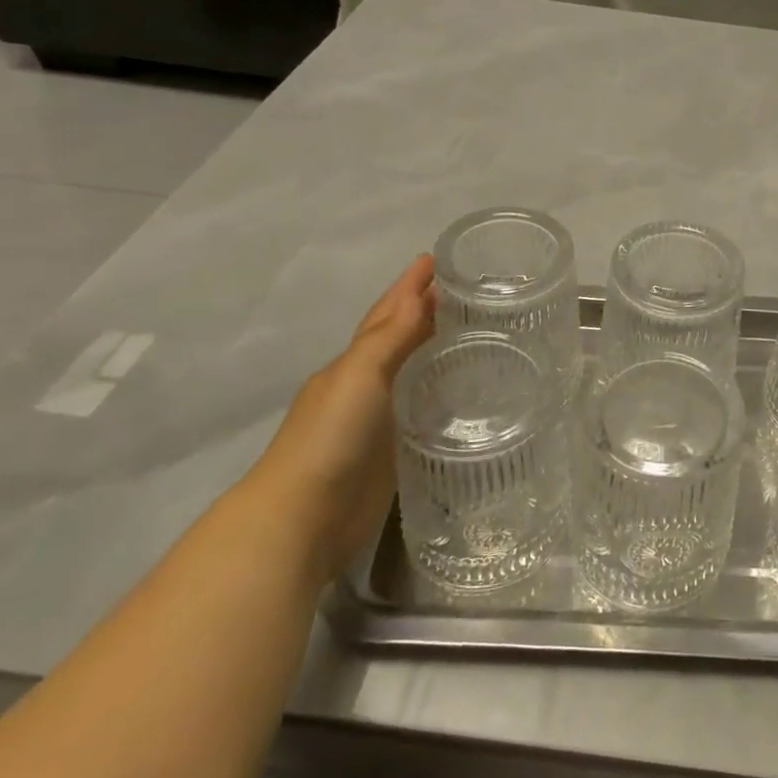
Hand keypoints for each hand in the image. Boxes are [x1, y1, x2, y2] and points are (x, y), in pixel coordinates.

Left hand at [244, 255, 435, 579]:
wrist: (303, 520)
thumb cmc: (330, 438)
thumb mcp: (358, 378)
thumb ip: (389, 339)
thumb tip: (420, 296)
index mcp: (353, 363)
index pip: (387, 314)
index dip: (409, 286)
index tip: (436, 258)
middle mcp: (365, 386)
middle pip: (400, 339)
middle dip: (425, 311)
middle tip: (467, 291)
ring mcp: (379, 420)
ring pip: (413, 373)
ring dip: (436, 349)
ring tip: (474, 333)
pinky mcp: (394, 452)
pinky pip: (424, 409)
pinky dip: (441, 392)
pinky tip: (465, 391)